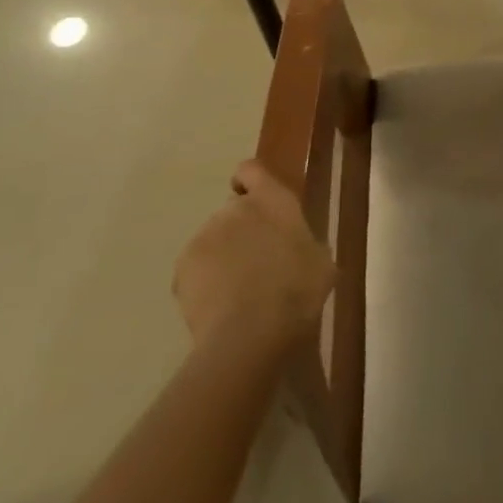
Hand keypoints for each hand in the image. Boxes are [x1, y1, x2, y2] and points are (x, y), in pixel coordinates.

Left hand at [173, 161, 334, 351]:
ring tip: (236, 293)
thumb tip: (296, 248)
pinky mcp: (182, 268)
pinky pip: (194, 269)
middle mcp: (235, 209)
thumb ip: (303, 242)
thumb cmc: (298, 290)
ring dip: (222, 257)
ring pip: (213, 241)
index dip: (249, 182)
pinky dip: (203, 282)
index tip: (254, 200)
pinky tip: (218, 308)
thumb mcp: (320, 262)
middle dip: (240, 231)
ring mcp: (205, 237)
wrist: (251, 333)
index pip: (251, 170)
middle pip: (233, 211)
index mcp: (273, 200)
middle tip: (255, 263)